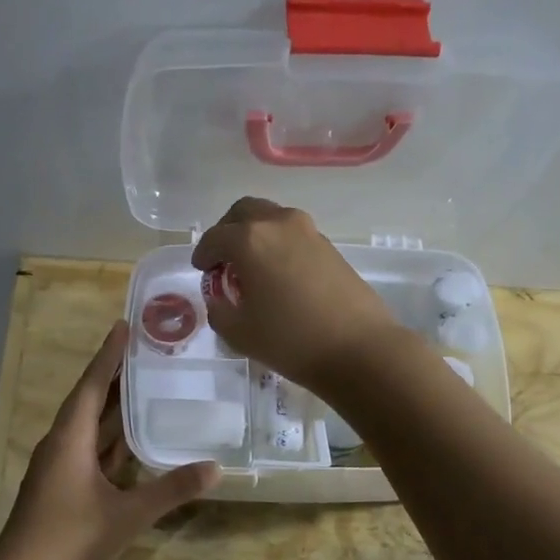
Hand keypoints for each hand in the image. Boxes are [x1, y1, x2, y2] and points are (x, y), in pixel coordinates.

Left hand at [0, 322, 219, 559]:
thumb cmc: (69, 540)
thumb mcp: (127, 515)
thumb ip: (171, 490)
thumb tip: (216, 468)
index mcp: (69, 440)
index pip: (91, 386)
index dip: (108, 356)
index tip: (124, 326)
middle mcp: (60, 446)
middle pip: (89, 402)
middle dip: (115, 378)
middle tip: (147, 353)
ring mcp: (58, 470)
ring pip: (89, 429)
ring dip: (114, 409)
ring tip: (145, 387)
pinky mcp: (61, 489)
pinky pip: (90, 452)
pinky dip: (111, 441)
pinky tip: (133, 443)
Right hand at [190, 197, 405, 391]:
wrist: (358, 348)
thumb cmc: (290, 340)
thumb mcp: (238, 333)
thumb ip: (219, 309)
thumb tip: (219, 297)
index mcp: (249, 240)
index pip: (215, 237)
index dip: (203, 254)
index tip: (201, 270)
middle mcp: (279, 224)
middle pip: (244, 212)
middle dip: (227, 231)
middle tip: (223, 259)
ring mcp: (308, 231)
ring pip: (271, 219)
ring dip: (255, 235)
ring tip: (251, 267)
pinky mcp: (330, 246)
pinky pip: (292, 234)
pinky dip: (277, 245)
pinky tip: (278, 275)